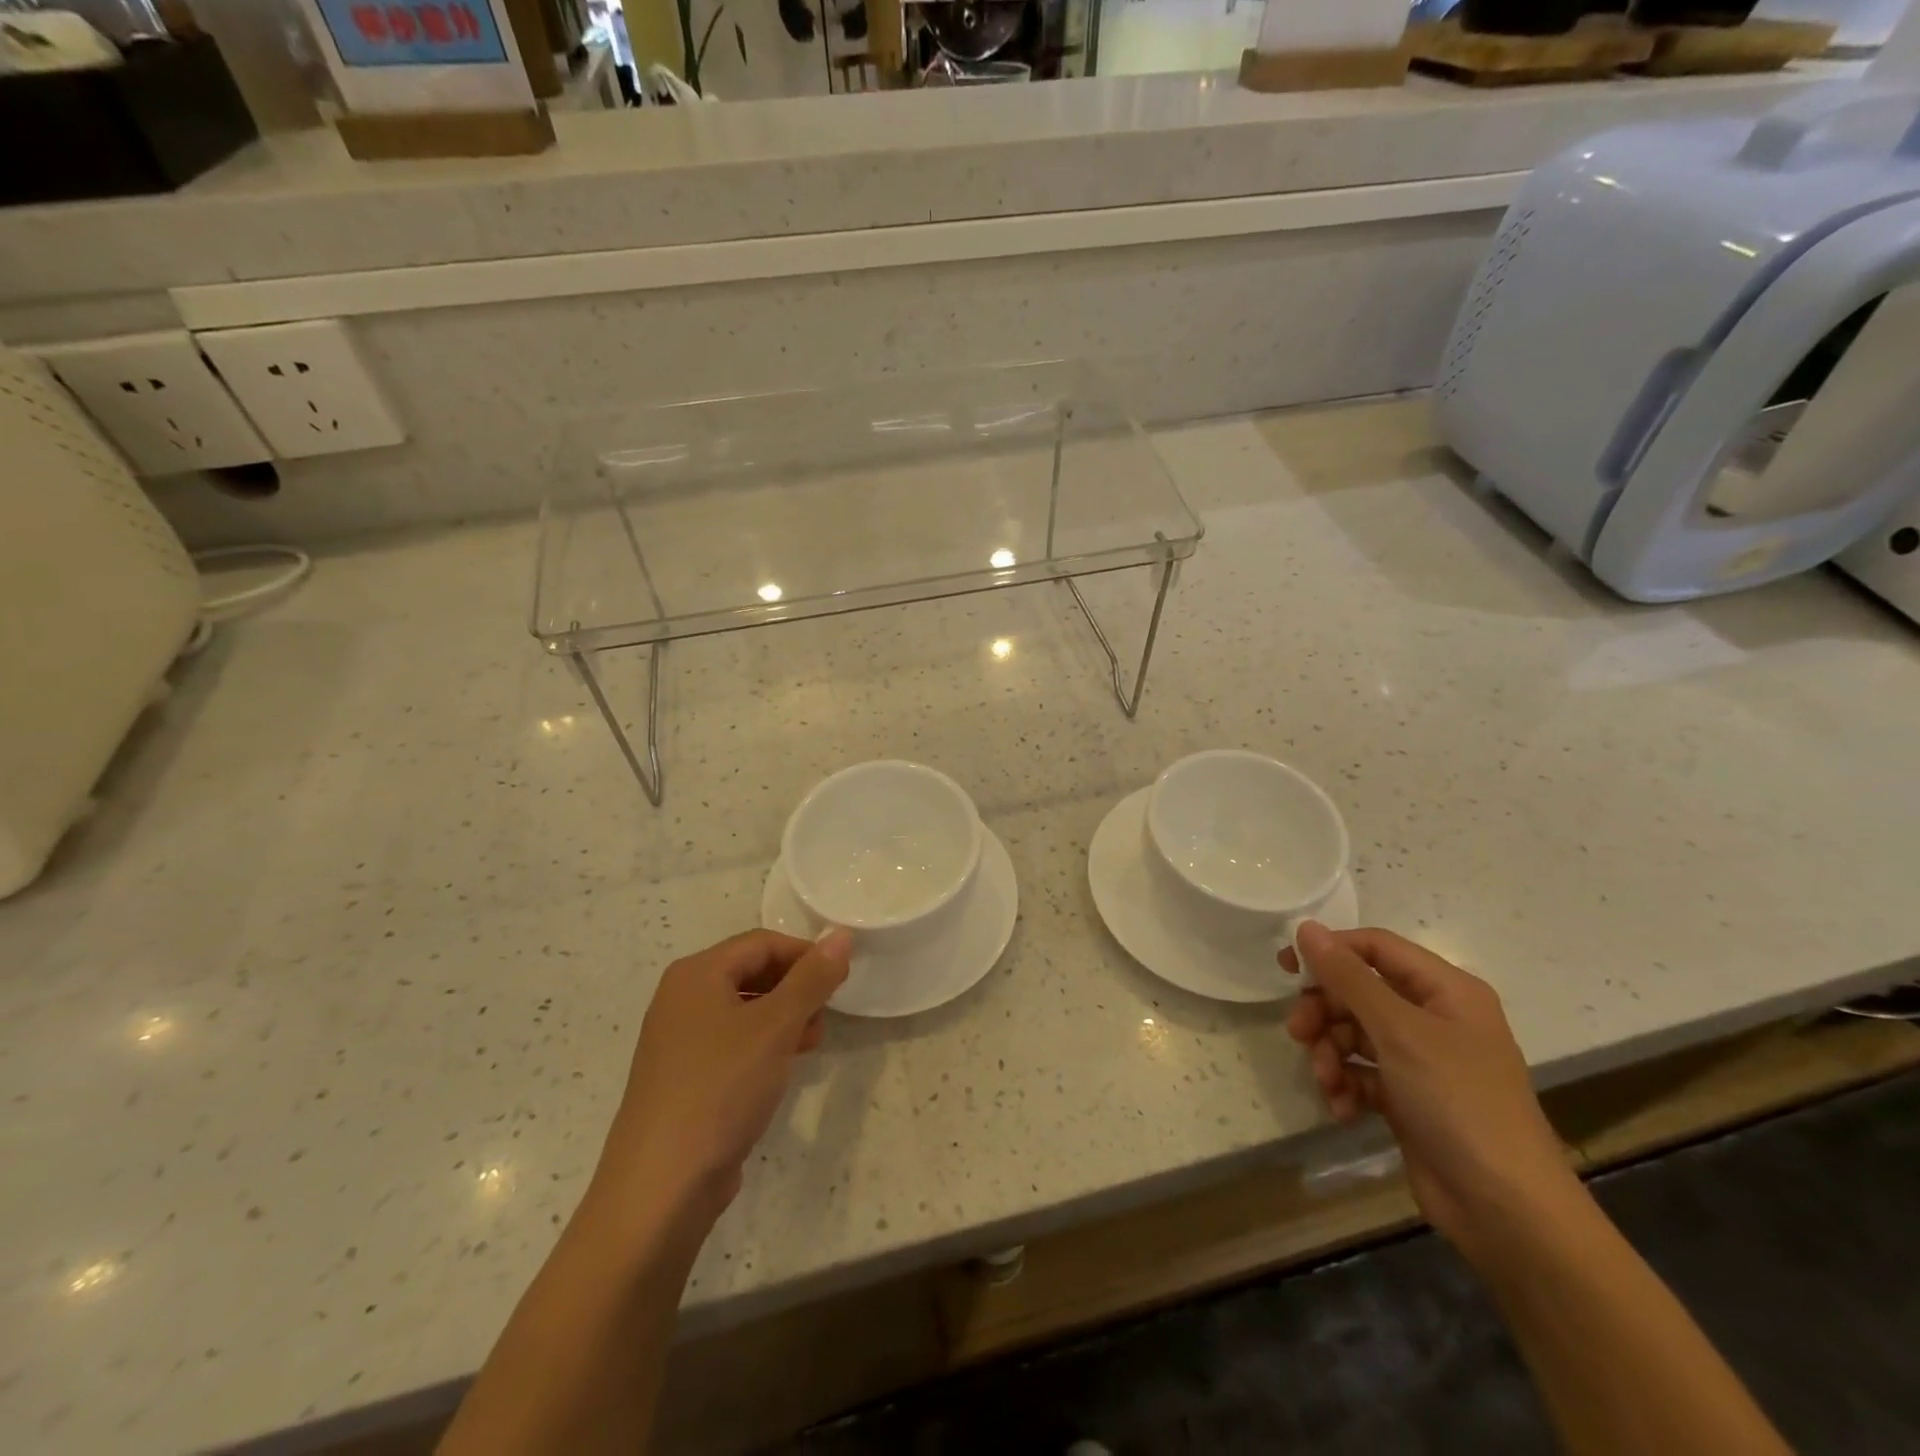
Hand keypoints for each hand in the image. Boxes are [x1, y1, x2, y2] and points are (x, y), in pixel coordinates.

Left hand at [595, 928, 850, 1225]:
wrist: (661, 1188)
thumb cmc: (721, 1089)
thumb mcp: (776, 1027)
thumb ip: (812, 978)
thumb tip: (841, 935)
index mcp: (696, 974)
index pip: (762, 942)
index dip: (805, 955)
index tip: (840, 981)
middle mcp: (682, 999)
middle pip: (752, 972)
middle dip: (795, 989)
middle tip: (825, 1017)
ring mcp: (679, 1041)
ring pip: (745, 1010)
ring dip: (784, 1018)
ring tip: (811, 1044)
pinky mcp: (685, 1078)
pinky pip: (732, 1043)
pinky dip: (763, 1046)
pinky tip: (782, 1069)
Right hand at [1282, 923, 1580, 1264]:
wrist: (1506, 1211)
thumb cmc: (1458, 1102)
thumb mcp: (1398, 1031)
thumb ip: (1348, 977)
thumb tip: (1306, 927)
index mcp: (1446, 990)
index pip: (1375, 948)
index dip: (1330, 951)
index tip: (1286, 968)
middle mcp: (1435, 1018)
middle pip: (1359, 992)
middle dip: (1325, 1012)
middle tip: (1297, 1032)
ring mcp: (1423, 1060)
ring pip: (1354, 1034)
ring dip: (1330, 1054)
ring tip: (1326, 1081)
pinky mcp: (1409, 1098)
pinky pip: (1363, 1073)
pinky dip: (1346, 1085)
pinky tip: (1342, 1108)